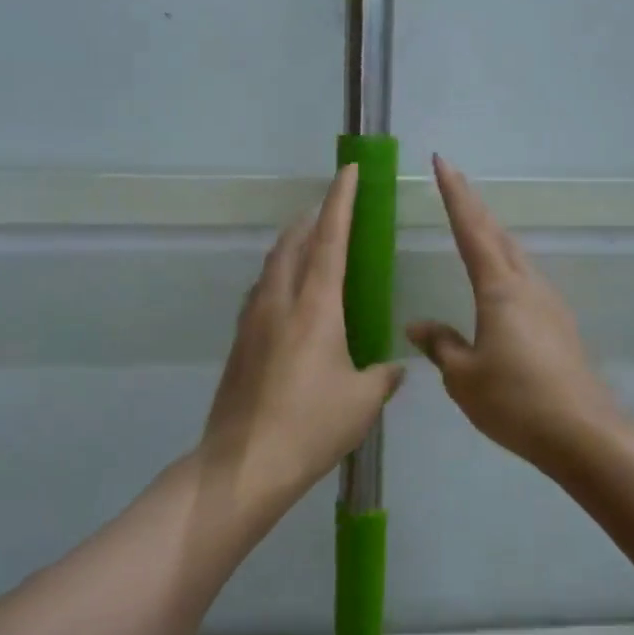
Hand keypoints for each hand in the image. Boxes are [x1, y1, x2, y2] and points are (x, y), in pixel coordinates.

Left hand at [199, 165, 404, 529]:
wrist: (244, 463)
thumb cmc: (311, 427)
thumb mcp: (362, 402)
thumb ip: (382, 376)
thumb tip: (394, 367)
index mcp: (315, 307)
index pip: (330, 240)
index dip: (341, 201)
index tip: (348, 171)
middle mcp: (280, 302)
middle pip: (293, 243)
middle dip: (313, 218)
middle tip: (331, 208)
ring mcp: (253, 320)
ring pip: (272, 265)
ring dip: (292, 245)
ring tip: (310, 244)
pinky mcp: (239, 342)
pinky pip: (261, 292)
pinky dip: (278, 276)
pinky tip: (288, 296)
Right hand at [407, 155, 616, 469]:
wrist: (581, 432)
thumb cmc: (515, 401)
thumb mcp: (463, 376)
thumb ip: (440, 345)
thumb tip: (418, 326)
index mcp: (499, 289)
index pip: (471, 230)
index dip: (454, 195)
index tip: (442, 162)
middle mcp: (527, 286)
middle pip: (498, 235)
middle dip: (474, 206)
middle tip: (454, 181)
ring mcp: (548, 303)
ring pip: (516, 255)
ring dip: (493, 234)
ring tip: (474, 224)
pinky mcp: (559, 324)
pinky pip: (526, 279)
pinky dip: (506, 264)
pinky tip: (500, 281)